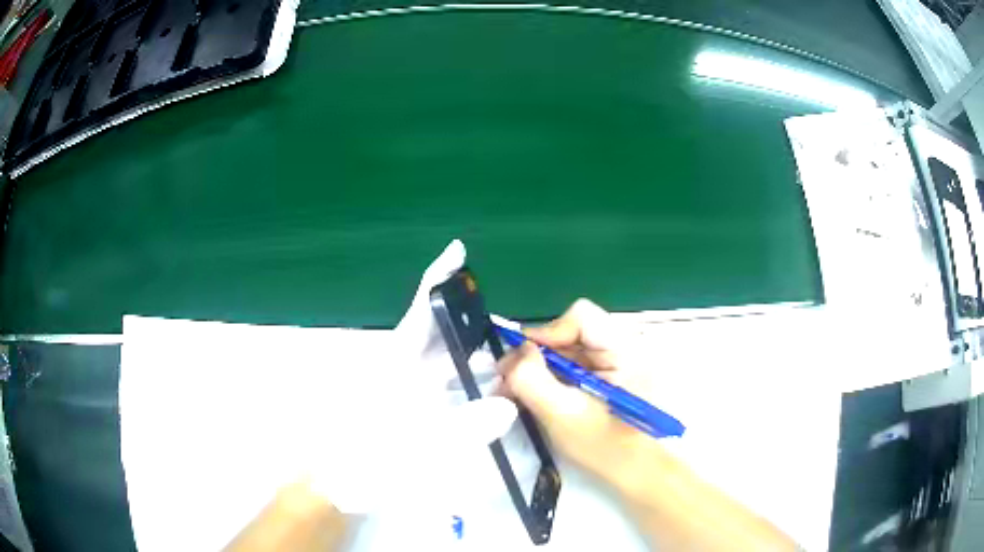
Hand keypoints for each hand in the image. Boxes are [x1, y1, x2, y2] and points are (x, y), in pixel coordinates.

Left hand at [305, 240, 517, 514]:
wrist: (336, 485)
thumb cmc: (364, 461)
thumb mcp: (412, 447)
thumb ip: (462, 429)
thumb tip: (508, 406)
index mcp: (394, 365)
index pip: (421, 312)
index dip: (439, 280)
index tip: (458, 251)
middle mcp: (399, 370)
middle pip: (439, 336)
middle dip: (474, 327)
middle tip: (511, 329)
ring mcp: (404, 391)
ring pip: (444, 363)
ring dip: (475, 359)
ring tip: (511, 361)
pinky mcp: (409, 411)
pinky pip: (443, 388)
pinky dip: (466, 386)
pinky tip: (490, 393)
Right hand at [497, 299, 662, 494]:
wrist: (637, 472)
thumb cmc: (605, 447)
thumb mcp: (562, 415)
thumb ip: (533, 379)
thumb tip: (517, 351)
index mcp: (626, 350)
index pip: (581, 316)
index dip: (547, 333)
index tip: (522, 362)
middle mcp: (625, 346)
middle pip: (573, 331)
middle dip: (539, 354)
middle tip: (509, 381)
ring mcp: (620, 361)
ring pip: (571, 348)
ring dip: (543, 368)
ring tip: (519, 393)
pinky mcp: (612, 375)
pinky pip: (576, 364)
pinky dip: (554, 377)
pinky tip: (539, 398)